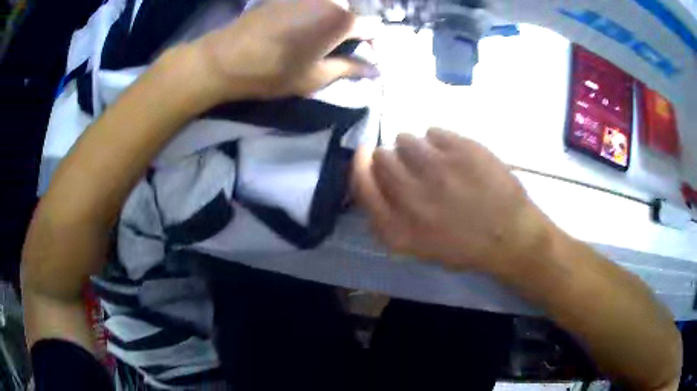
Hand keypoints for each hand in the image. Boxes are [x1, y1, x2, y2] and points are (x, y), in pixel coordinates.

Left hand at [191, 0, 377, 102]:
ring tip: (325, 38)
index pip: (372, 29)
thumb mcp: (315, 76)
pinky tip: (305, 26)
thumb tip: (375, 69)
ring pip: (335, 4)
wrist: (225, 58)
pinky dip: (317, 11)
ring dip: (336, 20)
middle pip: (354, 12)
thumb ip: (350, 69)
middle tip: (344, 49)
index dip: (374, 46)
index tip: (368, 59)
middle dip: (355, 30)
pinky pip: (313, 2)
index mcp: (341, 19)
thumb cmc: (273, 72)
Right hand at [352, 128, 551, 274]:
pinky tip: (453, 155)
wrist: (510, 236)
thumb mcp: (417, 247)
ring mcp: (437, 168)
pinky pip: (433, 132)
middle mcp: (411, 195)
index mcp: (397, 226)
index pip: (361, 182)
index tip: (365, 154)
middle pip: (381, 157)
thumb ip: (389, 217)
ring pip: (405, 139)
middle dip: (391, 158)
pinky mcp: (460, 149)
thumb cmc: (464, 247)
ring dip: (414, 147)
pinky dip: (438, 141)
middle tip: (410, 165)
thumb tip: (374, 179)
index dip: (360, 164)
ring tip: (434, 160)